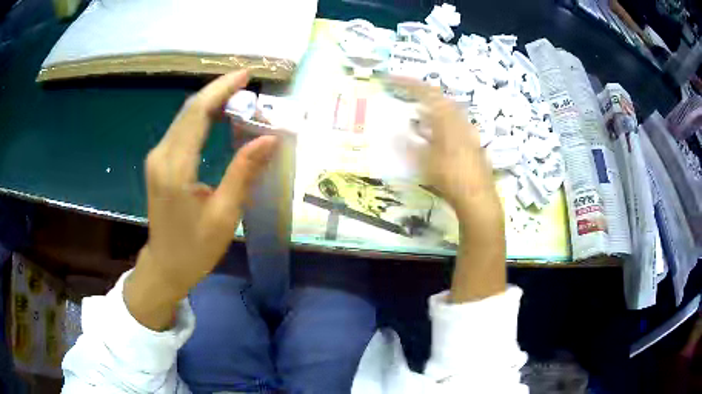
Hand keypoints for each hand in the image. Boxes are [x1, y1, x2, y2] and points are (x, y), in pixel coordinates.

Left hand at [125, 71, 278, 329]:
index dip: (222, 89)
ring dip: (210, 102)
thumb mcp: (224, 214)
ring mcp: (157, 157)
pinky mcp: (158, 162)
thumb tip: (269, 138)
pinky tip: (219, 116)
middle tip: (247, 84)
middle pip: (189, 109)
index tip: (246, 75)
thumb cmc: (196, 248)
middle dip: (218, 91)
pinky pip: (181, 129)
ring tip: (239, 96)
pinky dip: (201, 117)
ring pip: (184, 116)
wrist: (165, 265)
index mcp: (176, 168)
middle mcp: (161, 155)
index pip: (198, 114)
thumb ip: (243, 172)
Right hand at [393, 78, 505, 302]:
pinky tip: (435, 132)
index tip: (393, 78)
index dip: (410, 84)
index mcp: (449, 121)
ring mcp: (469, 132)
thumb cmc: (451, 179)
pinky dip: (441, 121)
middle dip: (422, 93)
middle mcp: (461, 122)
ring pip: (448, 111)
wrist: (478, 199)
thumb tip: (399, 131)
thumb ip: (412, 145)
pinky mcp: (472, 144)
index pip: (428, 94)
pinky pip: (454, 123)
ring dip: (432, 107)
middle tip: (405, 93)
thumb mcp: (427, 162)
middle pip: (440, 99)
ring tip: (417, 112)